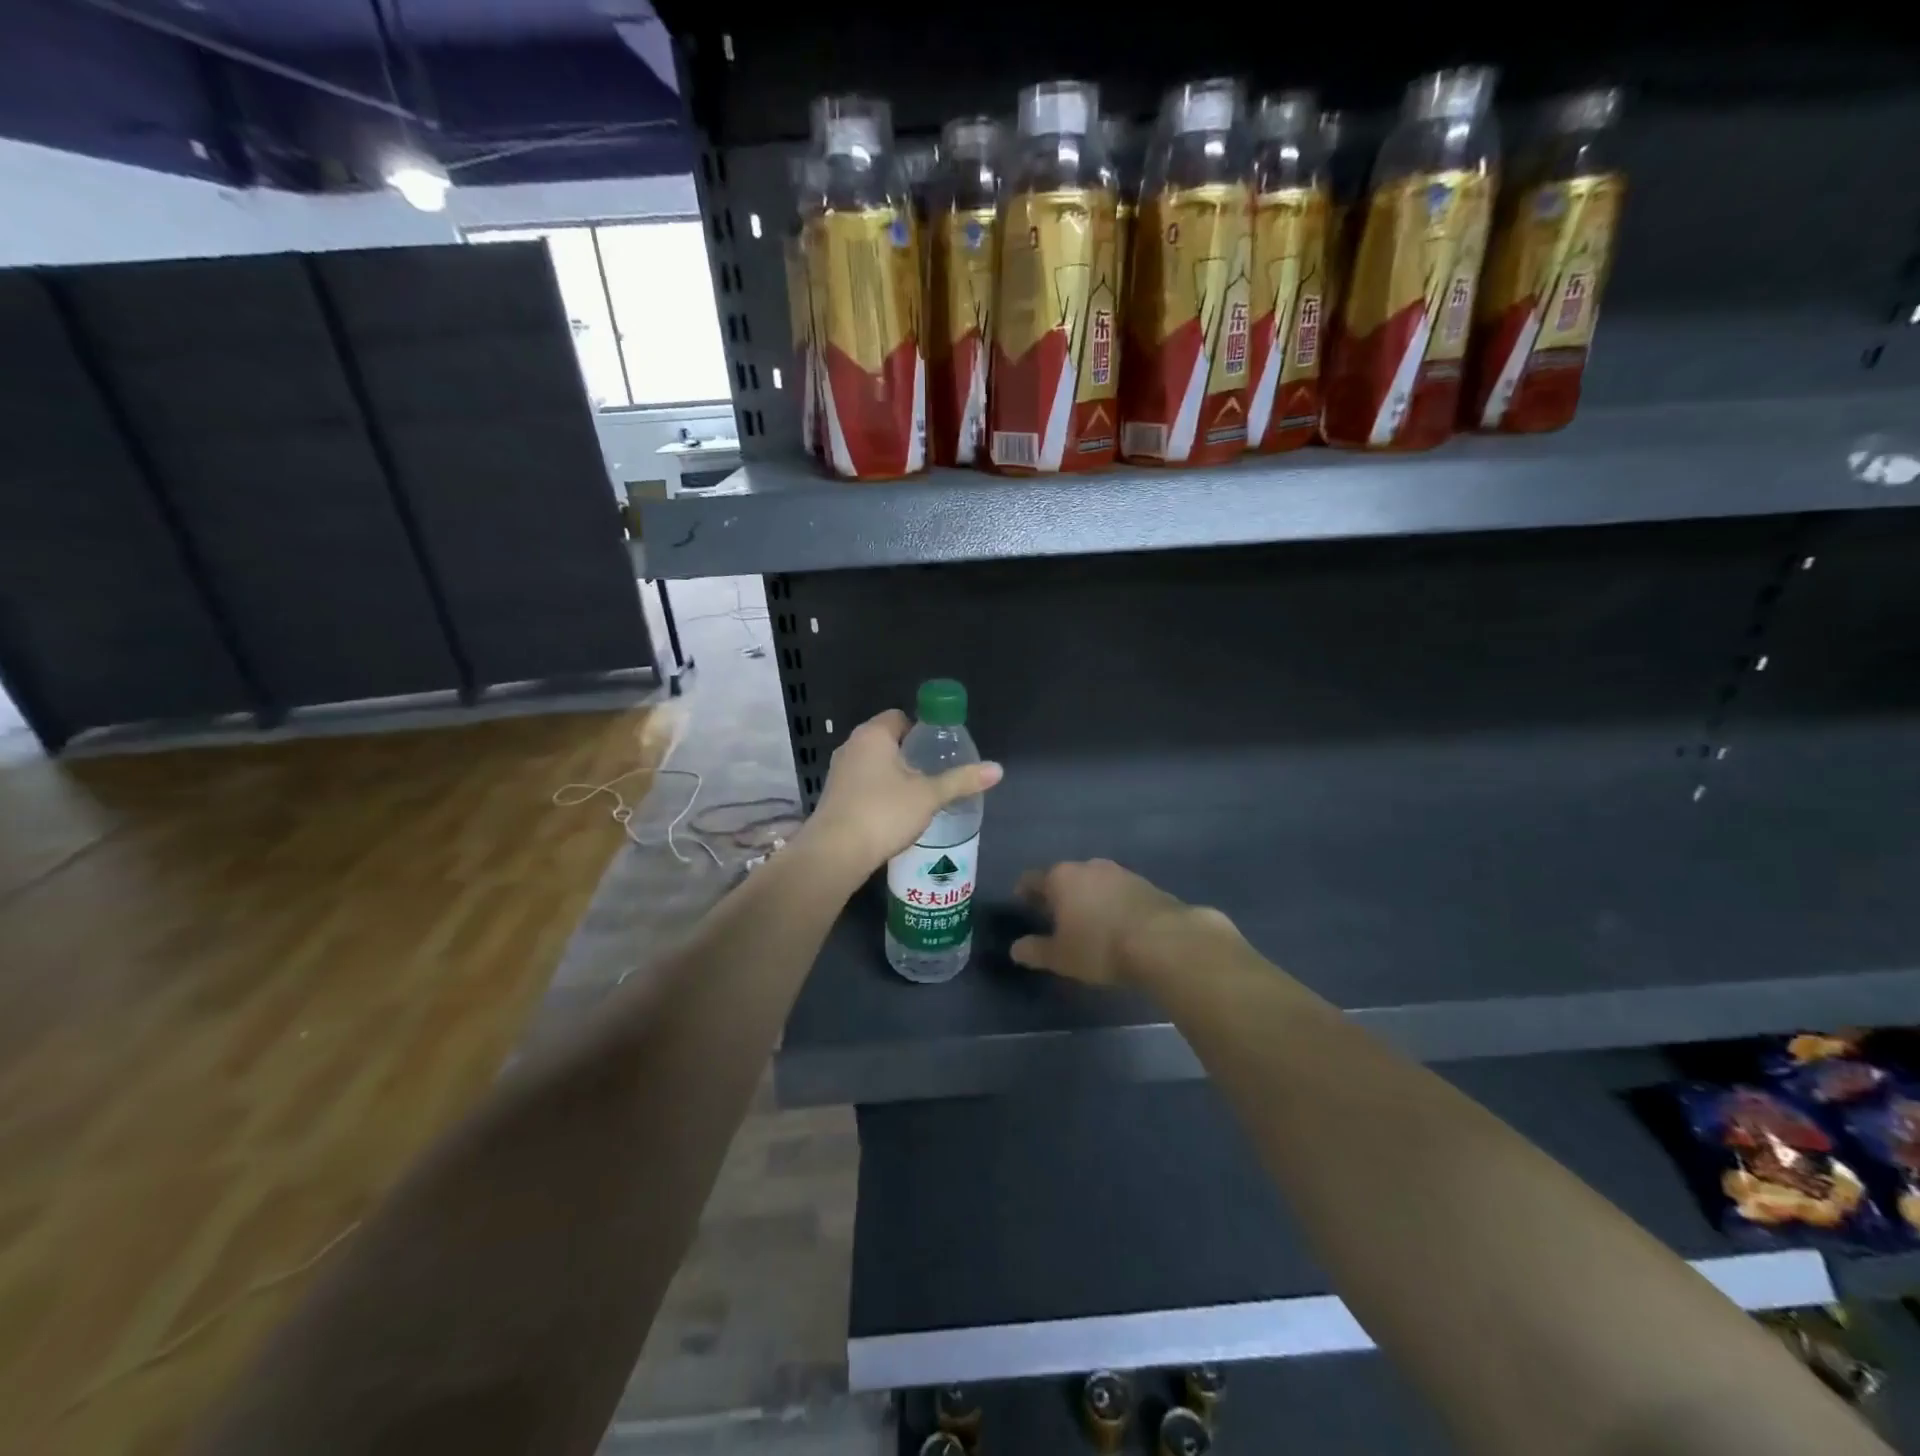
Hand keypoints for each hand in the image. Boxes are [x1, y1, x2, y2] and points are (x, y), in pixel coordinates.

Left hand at [806, 709, 1001, 873]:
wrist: (835, 853)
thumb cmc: (884, 812)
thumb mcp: (929, 796)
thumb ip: (961, 780)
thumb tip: (997, 769)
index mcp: (873, 735)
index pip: (899, 718)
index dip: (921, 729)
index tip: (939, 749)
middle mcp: (851, 747)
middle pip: (887, 741)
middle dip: (910, 755)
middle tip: (935, 773)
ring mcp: (838, 772)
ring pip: (873, 765)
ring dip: (894, 776)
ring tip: (919, 795)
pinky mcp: (834, 797)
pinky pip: (862, 785)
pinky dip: (879, 793)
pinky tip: (895, 813)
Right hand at [1011, 859, 1220, 986]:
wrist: (1164, 941)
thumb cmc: (1100, 946)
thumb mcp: (1061, 957)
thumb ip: (1035, 950)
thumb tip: (1016, 948)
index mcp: (1061, 877)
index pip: (1032, 879)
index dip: (1024, 892)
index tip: (1022, 904)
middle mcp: (1088, 866)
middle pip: (1064, 877)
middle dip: (1058, 895)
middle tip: (1055, 917)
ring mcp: (1120, 872)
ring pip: (1094, 882)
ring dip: (1087, 898)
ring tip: (1088, 922)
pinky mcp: (1146, 883)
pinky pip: (1118, 892)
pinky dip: (1112, 903)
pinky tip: (1116, 924)